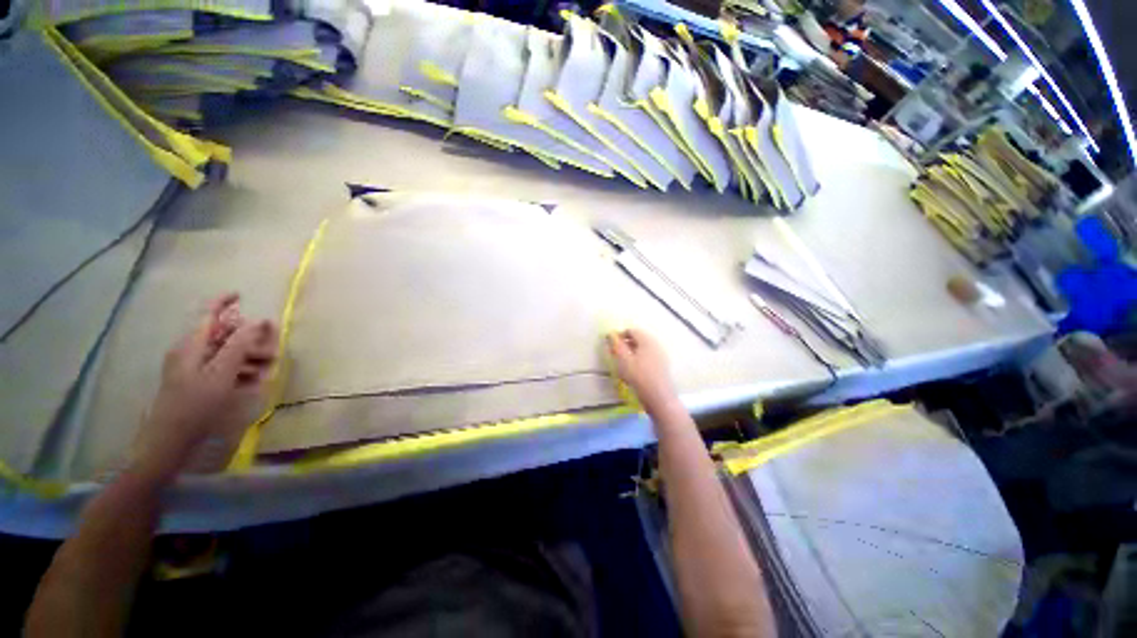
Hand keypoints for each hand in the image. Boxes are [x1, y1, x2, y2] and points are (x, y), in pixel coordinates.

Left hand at [133, 294, 277, 479]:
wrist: (170, 441)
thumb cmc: (195, 404)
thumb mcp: (221, 372)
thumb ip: (240, 345)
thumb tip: (258, 321)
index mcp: (191, 345)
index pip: (208, 314)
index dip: (223, 302)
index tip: (241, 294)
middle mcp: (190, 352)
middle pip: (222, 335)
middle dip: (248, 339)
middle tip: (272, 350)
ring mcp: (192, 368)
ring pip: (225, 353)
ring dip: (248, 357)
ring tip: (267, 370)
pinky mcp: (196, 383)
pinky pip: (221, 368)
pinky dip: (238, 371)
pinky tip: (252, 382)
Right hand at [607, 328, 678, 412]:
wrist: (659, 397)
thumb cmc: (639, 376)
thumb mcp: (624, 360)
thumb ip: (616, 346)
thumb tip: (611, 335)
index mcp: (647, 340)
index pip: (632, 330)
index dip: (619, 335)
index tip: (611, 345)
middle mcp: (656, 344)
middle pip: (638, 339)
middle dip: (625, 344)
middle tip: (615, 354)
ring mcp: (661, 355)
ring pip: (643, 349)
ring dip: (631, 352)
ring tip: (623, 363)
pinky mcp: (662, 366)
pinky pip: (648, 357)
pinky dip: (639, 359)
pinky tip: (633, 371)